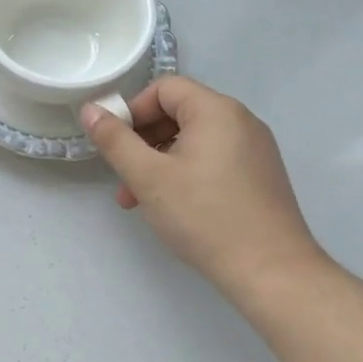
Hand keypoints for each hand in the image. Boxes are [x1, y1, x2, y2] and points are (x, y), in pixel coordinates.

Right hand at [82, 77, 326, 307]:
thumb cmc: (204, 216)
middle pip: (178, 112)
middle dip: (143, 140)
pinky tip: (172, 207)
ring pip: (193, 140)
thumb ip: (114, 140)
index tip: (116, 145)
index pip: (164, 88)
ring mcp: (255, 150)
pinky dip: (185, 172)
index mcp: (216, 110)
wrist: (272, 273)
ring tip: (139, 200)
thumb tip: (90, 110)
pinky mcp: (260, 176)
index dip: (133, 110)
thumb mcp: (148, 177)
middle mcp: (241, 121)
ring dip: (159, 161)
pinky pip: (213, 159)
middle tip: (123, 176)